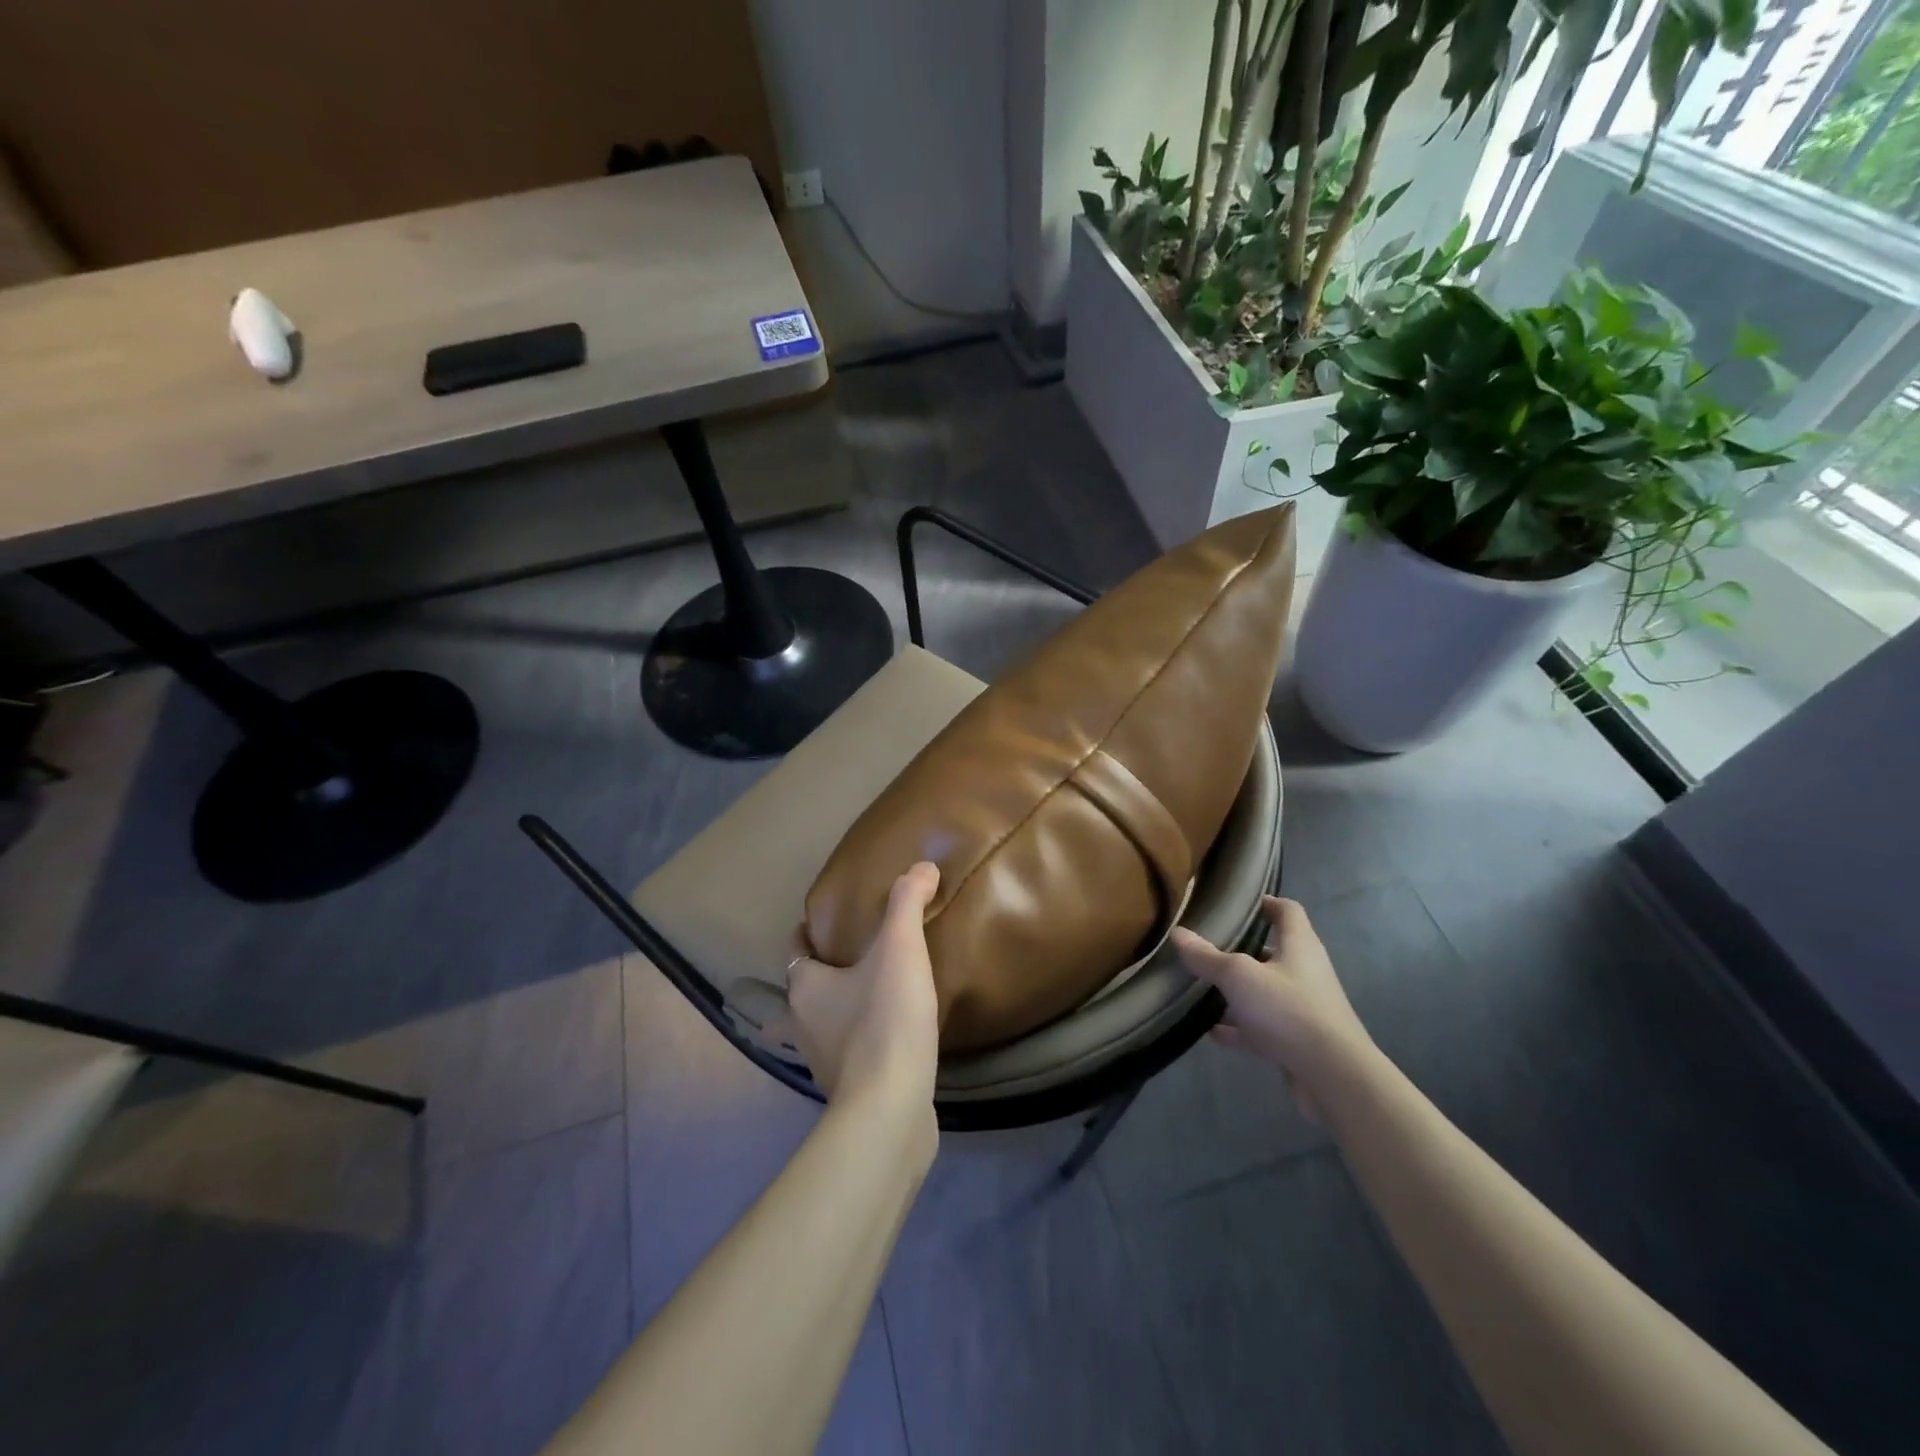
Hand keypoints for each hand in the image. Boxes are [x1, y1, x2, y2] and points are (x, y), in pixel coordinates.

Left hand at [785, 862, 941, 1110]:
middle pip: (800, 991)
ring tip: (863, 998)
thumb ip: (908, 903)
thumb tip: (923, 866)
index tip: (828, 922)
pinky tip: (886, 1039)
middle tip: (846, 961)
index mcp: (805, 986)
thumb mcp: (900, 949)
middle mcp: (802, 1024)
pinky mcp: (847, 1091)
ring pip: (817, 1027)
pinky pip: (846, 1056)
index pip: (796, 949)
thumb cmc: (885, 1021)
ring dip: (832, 1013)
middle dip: (814, 978)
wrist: (890, 1110)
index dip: (808, 933)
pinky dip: (856, 1044)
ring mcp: (821, 1063)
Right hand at [1170, 896, 1375, 1120]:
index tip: (1237, 905)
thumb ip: (1207, 956)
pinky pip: (1263, 1027)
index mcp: (1299, 945)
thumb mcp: (1239, 977)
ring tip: (1202, 989)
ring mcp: (1304, 1008)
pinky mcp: (1298, 1041)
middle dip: (1241, 950)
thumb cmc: (1288, 1010)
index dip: (1265, 903)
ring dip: (1238, 992)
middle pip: (1273, 952)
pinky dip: (1239, 1028)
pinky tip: (1211, 1031)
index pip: (1287, 910)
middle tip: (1207, 947)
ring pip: (1265, 991)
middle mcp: (1305, 972)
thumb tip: (1177, 932)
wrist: (1334, 1077)